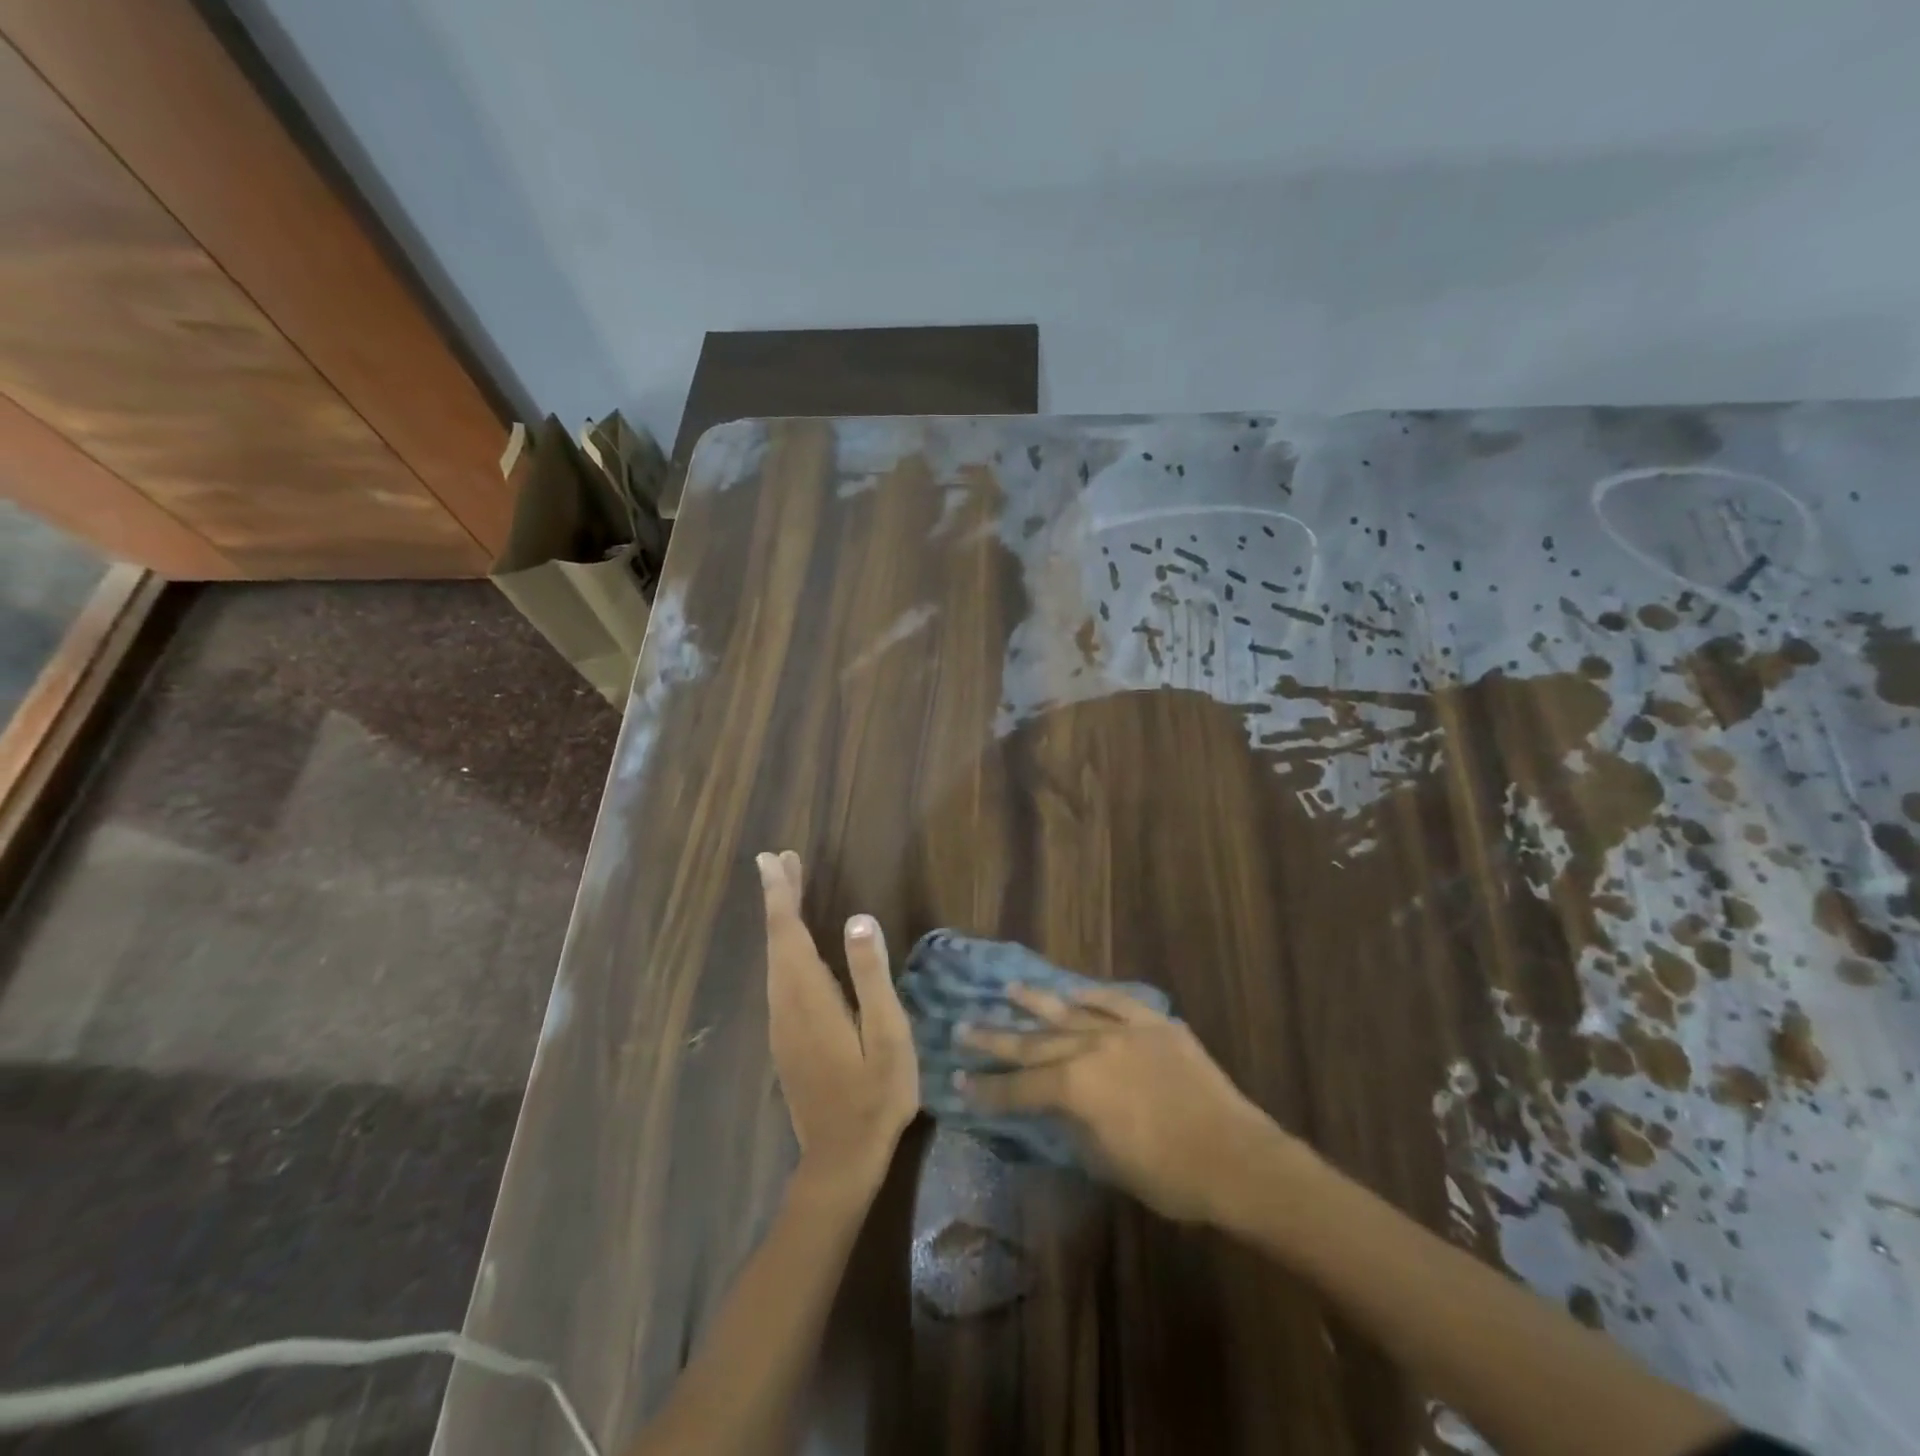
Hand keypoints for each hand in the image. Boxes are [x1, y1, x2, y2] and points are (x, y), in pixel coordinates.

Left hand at [758, 852, 918, 1193]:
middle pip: (777, 941)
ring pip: (775, 959)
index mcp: (810, 997)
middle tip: (779, 860)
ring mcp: (782, 1023)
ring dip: (779, 921)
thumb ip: (872, 976)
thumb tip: (859, 919)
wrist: (841, 1158)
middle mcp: (786, 1004)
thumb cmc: (876, 1094)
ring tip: (787, 889)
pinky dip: (784, 947)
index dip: (781, 894)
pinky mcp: (786, 1038)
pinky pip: (779, 977)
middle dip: (778, 898)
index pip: (789, 933)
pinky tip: (794, 945)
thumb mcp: (888, 1033)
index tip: (772, 859)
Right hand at [956, 983, 1282, 1223]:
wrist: (1236, 1158)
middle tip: (963, 1026)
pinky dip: (1091, 995)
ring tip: (1008, 990)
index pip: (1019, 1087)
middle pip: (1034, 1042)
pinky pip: (1115, 1001)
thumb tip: (1055, 1106)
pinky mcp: (1154, 1023)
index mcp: (1076, 1088)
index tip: (958, 1079)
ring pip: (1069, 1010)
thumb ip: (1074, 1124)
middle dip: (995, 1038)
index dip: (987, 1088)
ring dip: (1036, 1002)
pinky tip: (1073, 988)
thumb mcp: (1106, 1161)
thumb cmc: (1168, 1176)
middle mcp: (1091, 1048)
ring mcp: (1124, 1030)